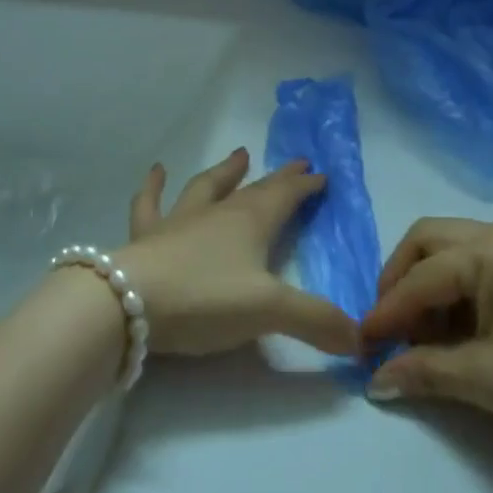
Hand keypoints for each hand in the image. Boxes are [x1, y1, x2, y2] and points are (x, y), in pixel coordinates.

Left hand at [111, 148, 360, 357]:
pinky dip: (154, 186)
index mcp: (250, 223)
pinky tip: (156, 170)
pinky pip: (150, 204)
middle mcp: (218, 213)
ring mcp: (180, 221)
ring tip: (239, 154)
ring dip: (225, 172)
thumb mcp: (269, 312)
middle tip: (297, 162)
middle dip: (279, 178)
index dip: (304, 186)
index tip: (321, 175)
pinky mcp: (147, 236)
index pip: (285, 197)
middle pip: (254, 190)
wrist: (131, 302)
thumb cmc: (205, 298)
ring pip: (207, 187)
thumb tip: (361, 339)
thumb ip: (316, 322)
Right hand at [360, 218, 492, 466]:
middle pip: (430, 242)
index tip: (360, 346)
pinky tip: (458, 335)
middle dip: (401, 282)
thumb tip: (374, 382)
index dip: (387, 313)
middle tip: (389, 330)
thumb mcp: (486, 380)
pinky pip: (480, 267)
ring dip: (429, 289)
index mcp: (490, 249)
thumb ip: (424, 372)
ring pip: (453, 252)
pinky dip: (458, 294)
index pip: (420, 276)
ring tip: (425, 342)